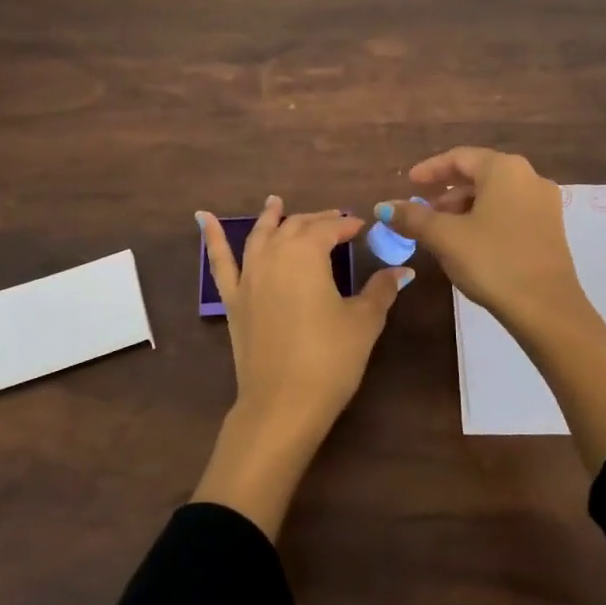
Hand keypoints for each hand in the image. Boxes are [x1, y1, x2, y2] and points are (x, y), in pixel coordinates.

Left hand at [198, 196, 411, 441]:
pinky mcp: (233, 300)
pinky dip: (212, 238)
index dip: (347, 225)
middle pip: (296, 227)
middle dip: (317, 221)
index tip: (361, 227)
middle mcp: (274, 255)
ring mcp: (249, 276)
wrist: (283, 403)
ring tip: (275, 201)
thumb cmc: (330, 358)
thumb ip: (381, 290)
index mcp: (307, 254)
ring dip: (271, 217)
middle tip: (335, 220)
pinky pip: (220, 262)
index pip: (329, 228)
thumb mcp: (363, 322)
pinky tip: (203, 218)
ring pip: (260, 236)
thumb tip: (402, 271)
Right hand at [376, 147, 585, 331]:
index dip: (430, 169)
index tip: (409, 183)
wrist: (546, 308)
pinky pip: (510, 211)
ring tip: (440, 229)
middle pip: (479, 174)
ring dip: (465, 206)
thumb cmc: (492, 261)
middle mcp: (529, 177)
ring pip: (495, 194)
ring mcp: (544, 203)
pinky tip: (468, 241)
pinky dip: (485, 217)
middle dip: (447, 191)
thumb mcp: (445, 238)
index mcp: (504, 169)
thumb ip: (412, 217)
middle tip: (421, 208)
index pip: (460, 157)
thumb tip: (382, 206)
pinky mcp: (550, 228)